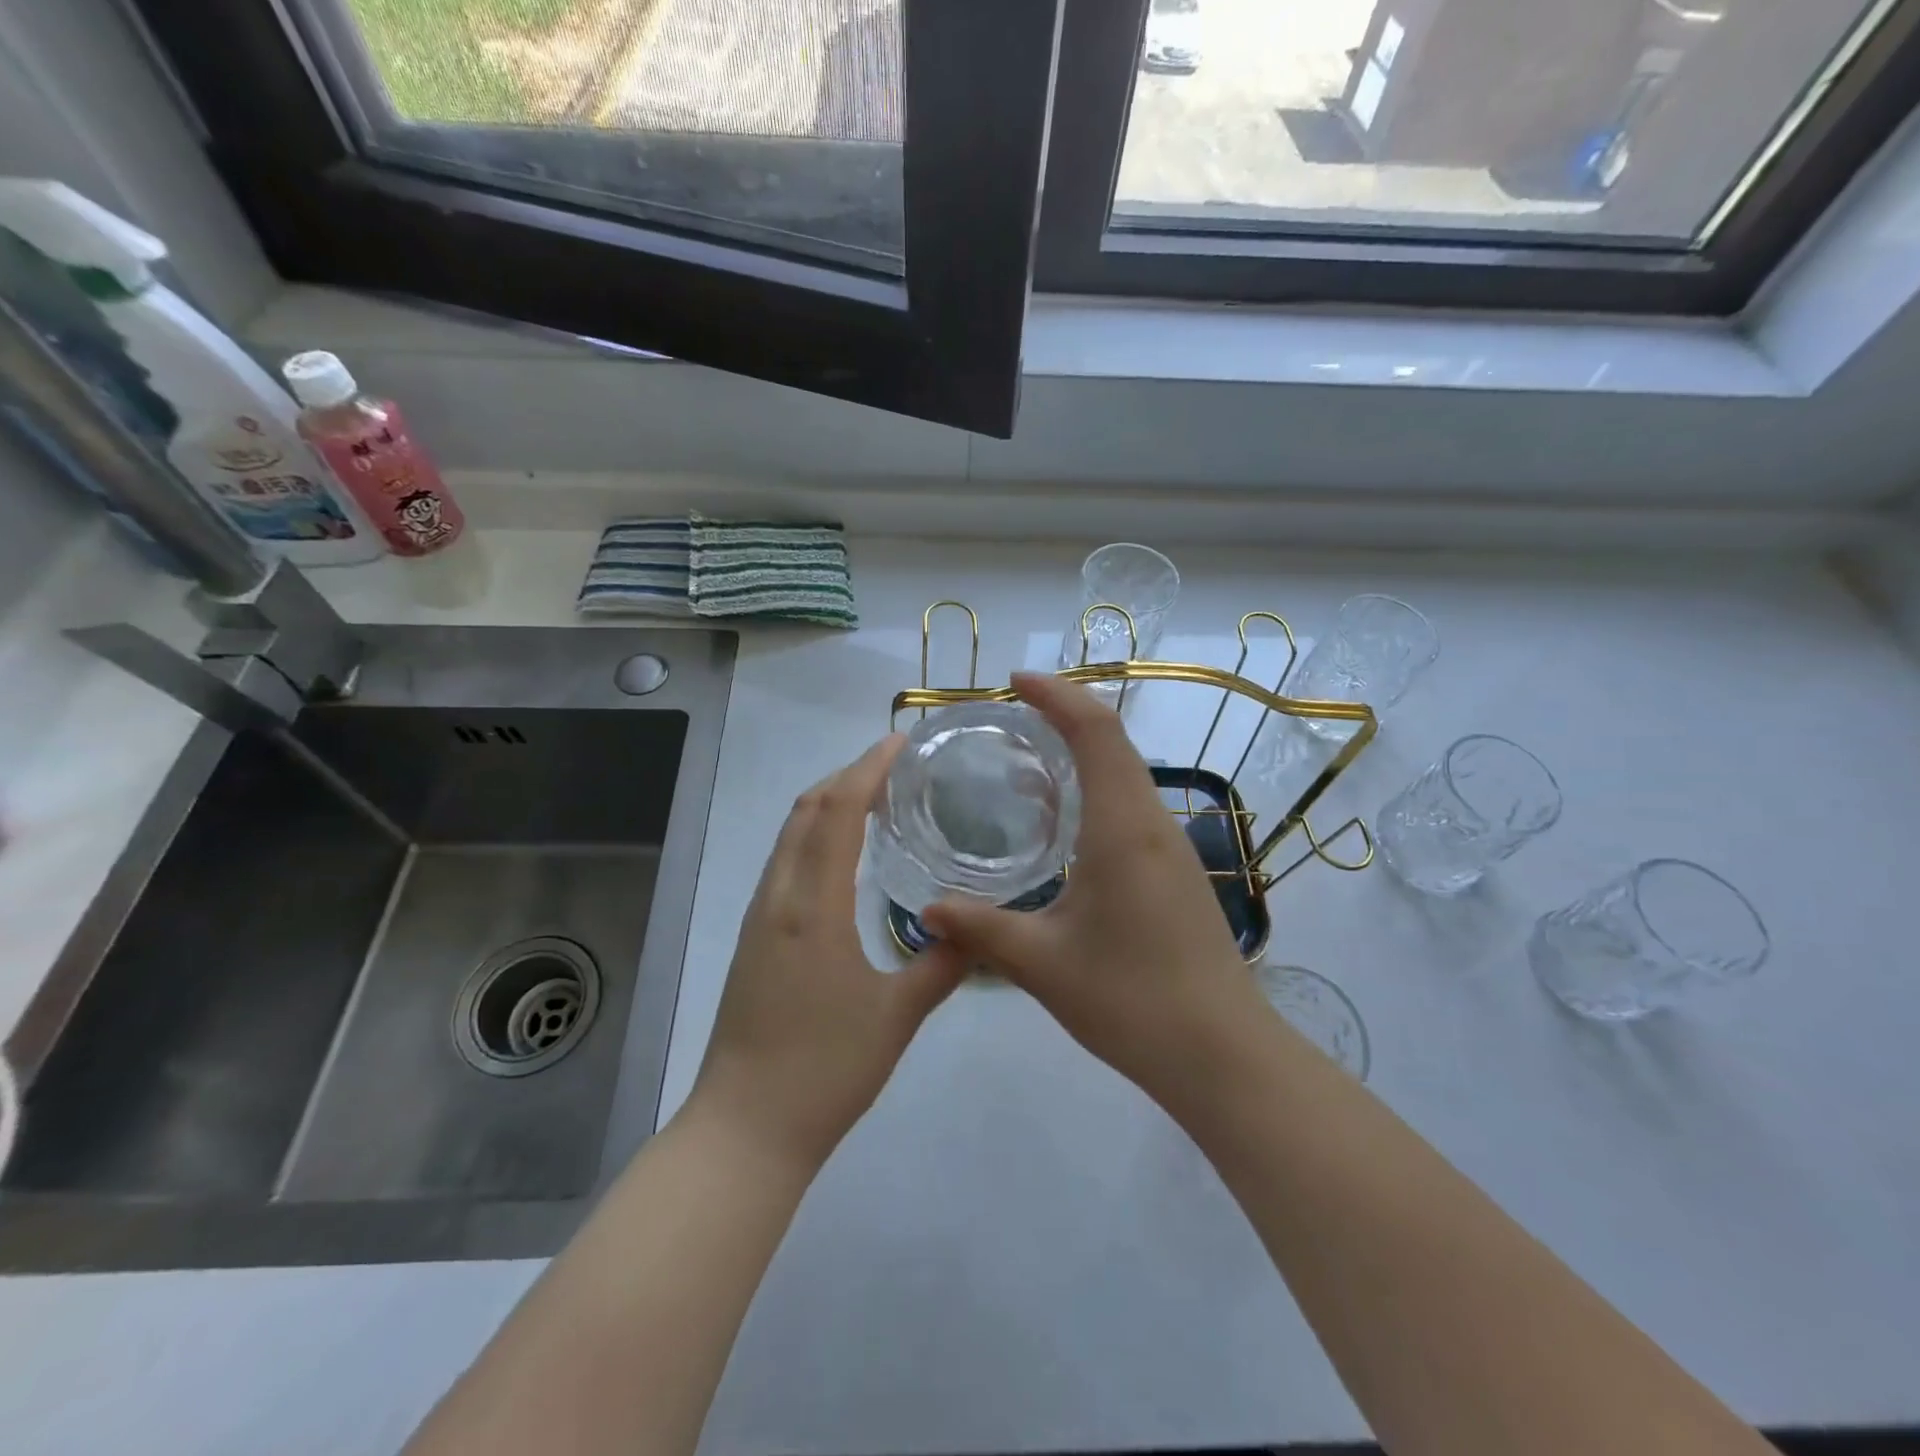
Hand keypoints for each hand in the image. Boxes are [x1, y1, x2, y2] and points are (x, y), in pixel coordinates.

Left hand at [691, 737, 966, 1169]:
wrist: (745, 1129)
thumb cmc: (824, 1071)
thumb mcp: (897, 1017)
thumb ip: (941, 964)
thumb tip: (975, 927)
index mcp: (812, 906)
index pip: (837, 812)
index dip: (867, 768)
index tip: (900, 742)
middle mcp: (778, 897)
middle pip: (806, 810)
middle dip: (848, 775)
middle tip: (896, 766)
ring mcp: (760, 917)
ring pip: (790, 835)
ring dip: (828, 803)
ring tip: (875, 798)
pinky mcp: (754, 938)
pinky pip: (784, 862)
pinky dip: (814, 835)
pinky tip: (843, 855)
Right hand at [923, 672, 1267, 1108]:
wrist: (1222, 1054)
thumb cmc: (1132, 999)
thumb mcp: (1043, 964)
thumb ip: (981, 930)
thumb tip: (926, 911)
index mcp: (1122, 827)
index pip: (1095, 731)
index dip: (1057, 694)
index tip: (1014, 681)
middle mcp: (1152, 822)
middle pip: (1114, 740)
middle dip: (1066, 712)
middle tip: (1011, 714)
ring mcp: (1171, 847)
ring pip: (1127, 772)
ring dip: (1084, 750)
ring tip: (1028, 760)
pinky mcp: (1176, 873)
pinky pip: (1132, 806)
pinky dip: (1096, 788)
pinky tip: (1063, 824)